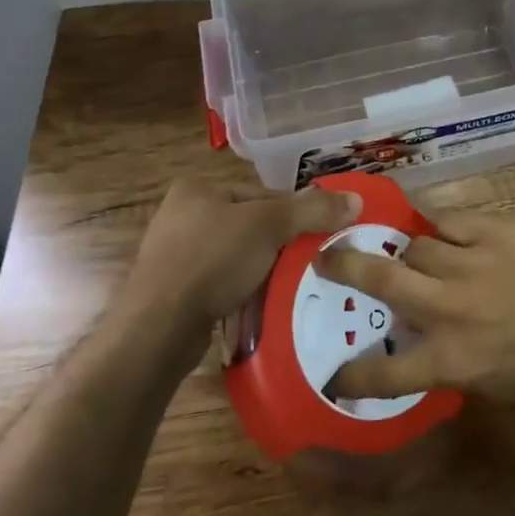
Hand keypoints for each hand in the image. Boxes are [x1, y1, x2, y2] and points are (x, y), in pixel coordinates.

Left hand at [127, 179, 360, 328]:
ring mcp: (174, 254)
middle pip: (251, 224)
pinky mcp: (174, 289)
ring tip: (289, 285)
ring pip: (237, 255)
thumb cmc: (212, 260)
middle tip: (309, 263)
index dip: (296, 213)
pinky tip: (259, 304)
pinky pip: (220, 282)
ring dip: (262, 269)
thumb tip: (356, 200)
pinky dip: (241, 290)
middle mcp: (182, 215)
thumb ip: (312, 210)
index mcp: (199, 188)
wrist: (159, 327)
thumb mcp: (269, 226)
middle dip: (280, 244)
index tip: (321, 236)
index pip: (263, 194)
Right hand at [320, 211, 514, 402]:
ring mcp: (470, 264)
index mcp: (451, 360)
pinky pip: (448, 218)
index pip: (385, 372)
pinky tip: (430, 220)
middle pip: (380, 279)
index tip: (334, 375)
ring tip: (406, 250)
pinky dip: (435, 222)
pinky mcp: (495, 231)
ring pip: (414, 244)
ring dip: (406, 250)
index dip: (352, 374)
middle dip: (343, 267)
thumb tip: (426, 346)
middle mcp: (450, 308)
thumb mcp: (499, 385)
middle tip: (324, 258)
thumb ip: (454, 364)